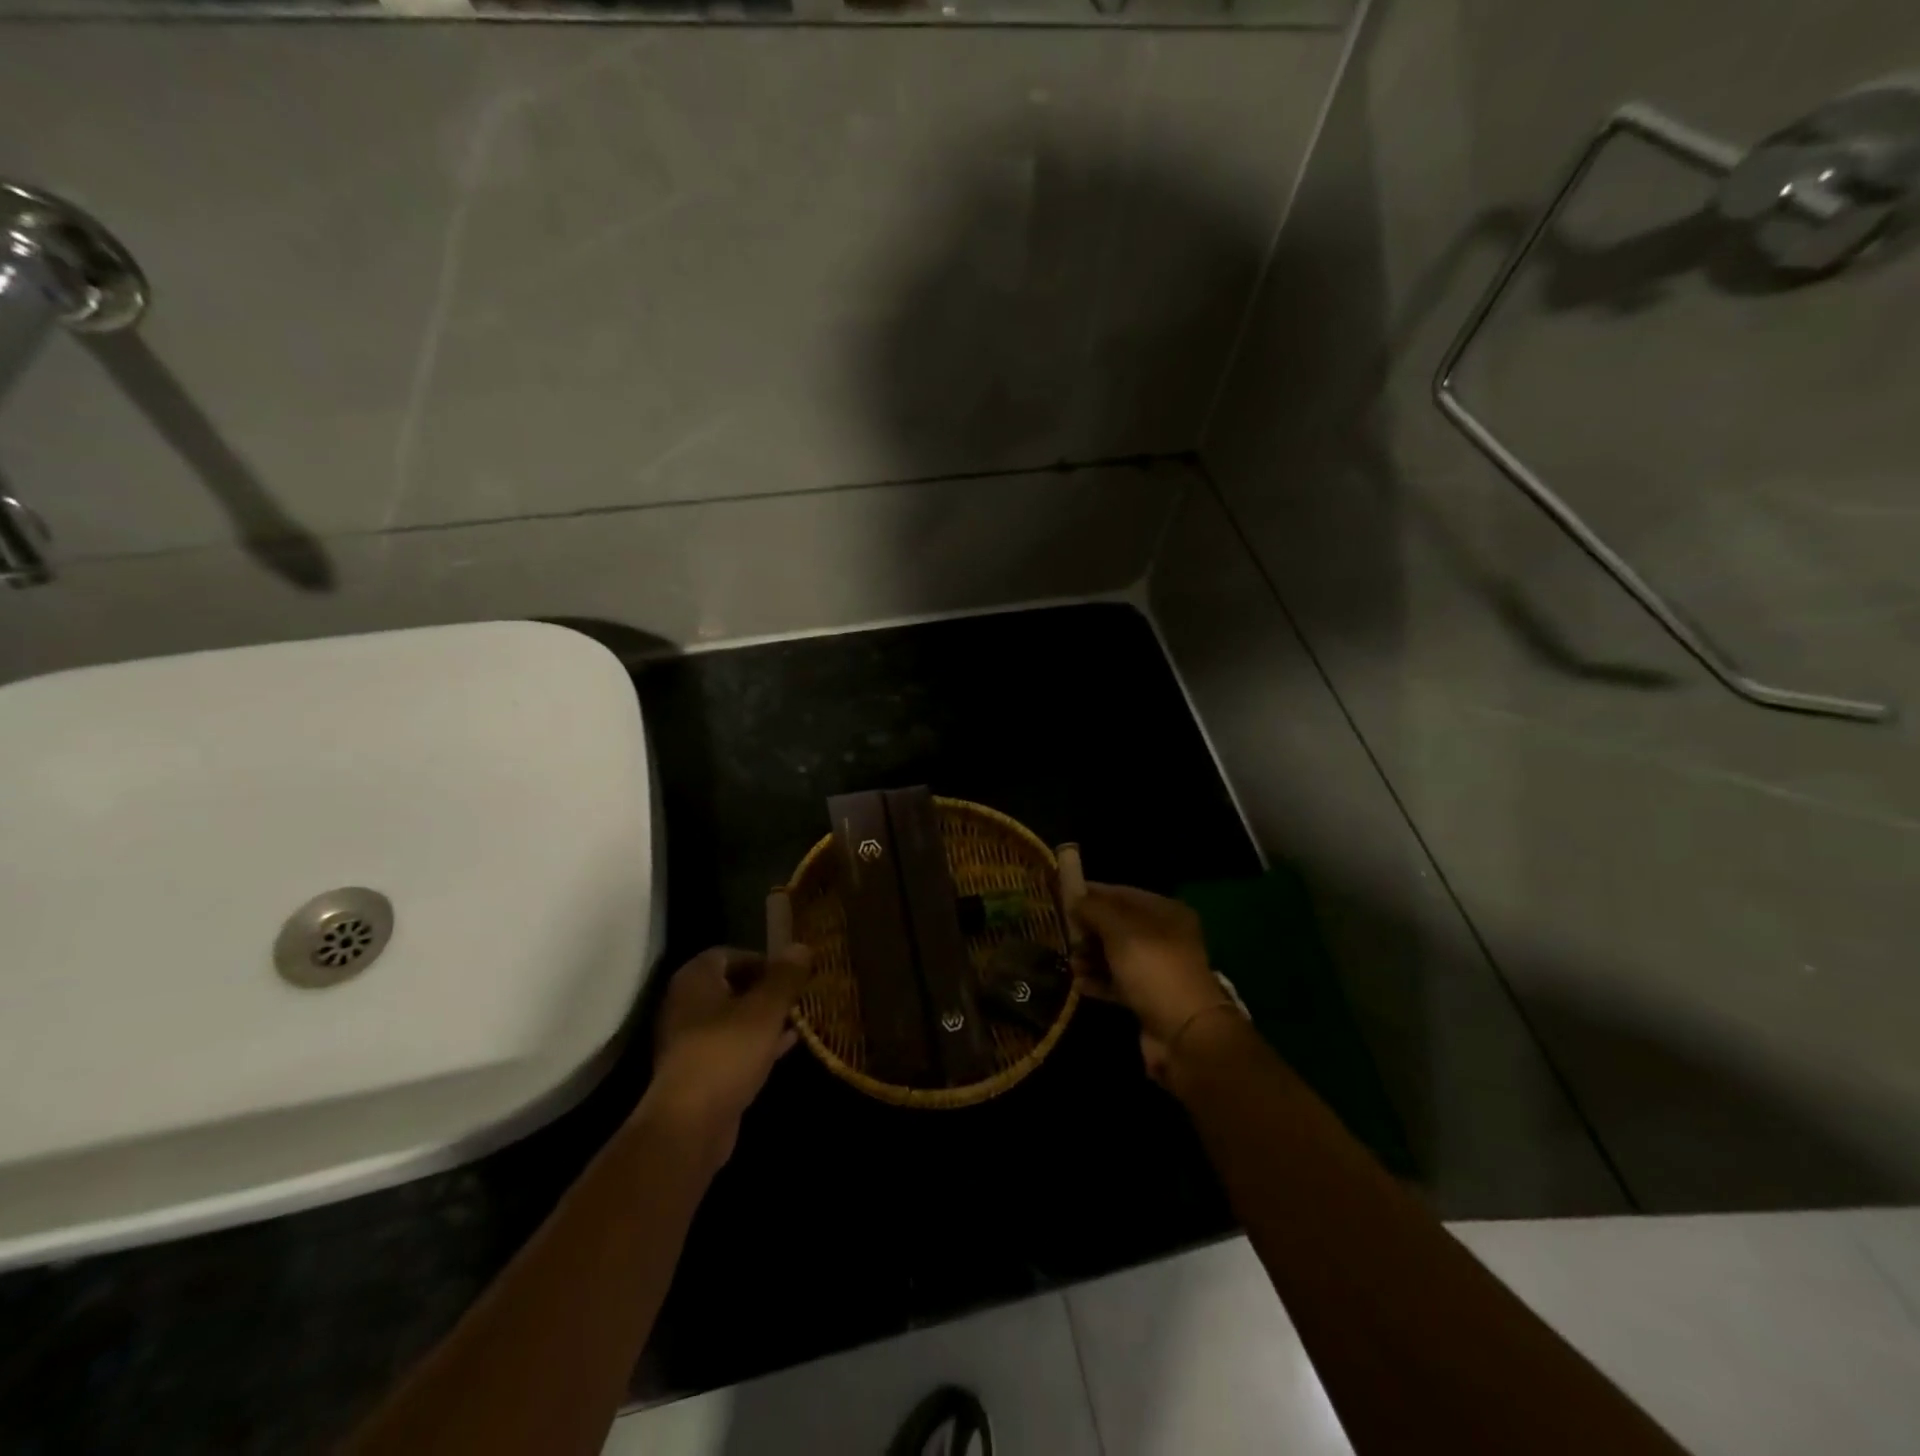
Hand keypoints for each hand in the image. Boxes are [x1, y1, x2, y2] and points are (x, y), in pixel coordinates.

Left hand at [643, 943, 811, 1168]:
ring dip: (764, 1017)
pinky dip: (757, 1042)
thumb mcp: (766, 1009)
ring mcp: (689, 1040)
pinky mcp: (698, 1071)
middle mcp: (686, 1004)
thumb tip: (801, 946)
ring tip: (798, 1018)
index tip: (789, 973)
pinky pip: (731, 1046)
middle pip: (731, 986)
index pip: (728, 954)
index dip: (761, 959)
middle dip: (766, 989)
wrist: (690, 1125)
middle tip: (797, 995)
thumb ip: (785, 976)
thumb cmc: (727, 1052)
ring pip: (733, 1018)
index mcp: (695, 980)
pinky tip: (787, 1046)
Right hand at [1070, 883, 1236, 1084]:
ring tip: (1069, 961)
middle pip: (1118, 925)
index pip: (1123, 894)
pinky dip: (1098, 981)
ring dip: (1091, 956)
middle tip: (1061, 931)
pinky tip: (1077, 983)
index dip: (1093, 893)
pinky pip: (1117, 982)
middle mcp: (1164, 937)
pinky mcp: (1148, 998)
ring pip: (1116, 955)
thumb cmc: (1153, 968)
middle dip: (1089, 928)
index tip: (1063, 895)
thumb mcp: (1120, 930)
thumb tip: (1074, 899)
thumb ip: (1094, 910)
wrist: (1184, 1033)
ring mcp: (1157, 969)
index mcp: (1166, 913)